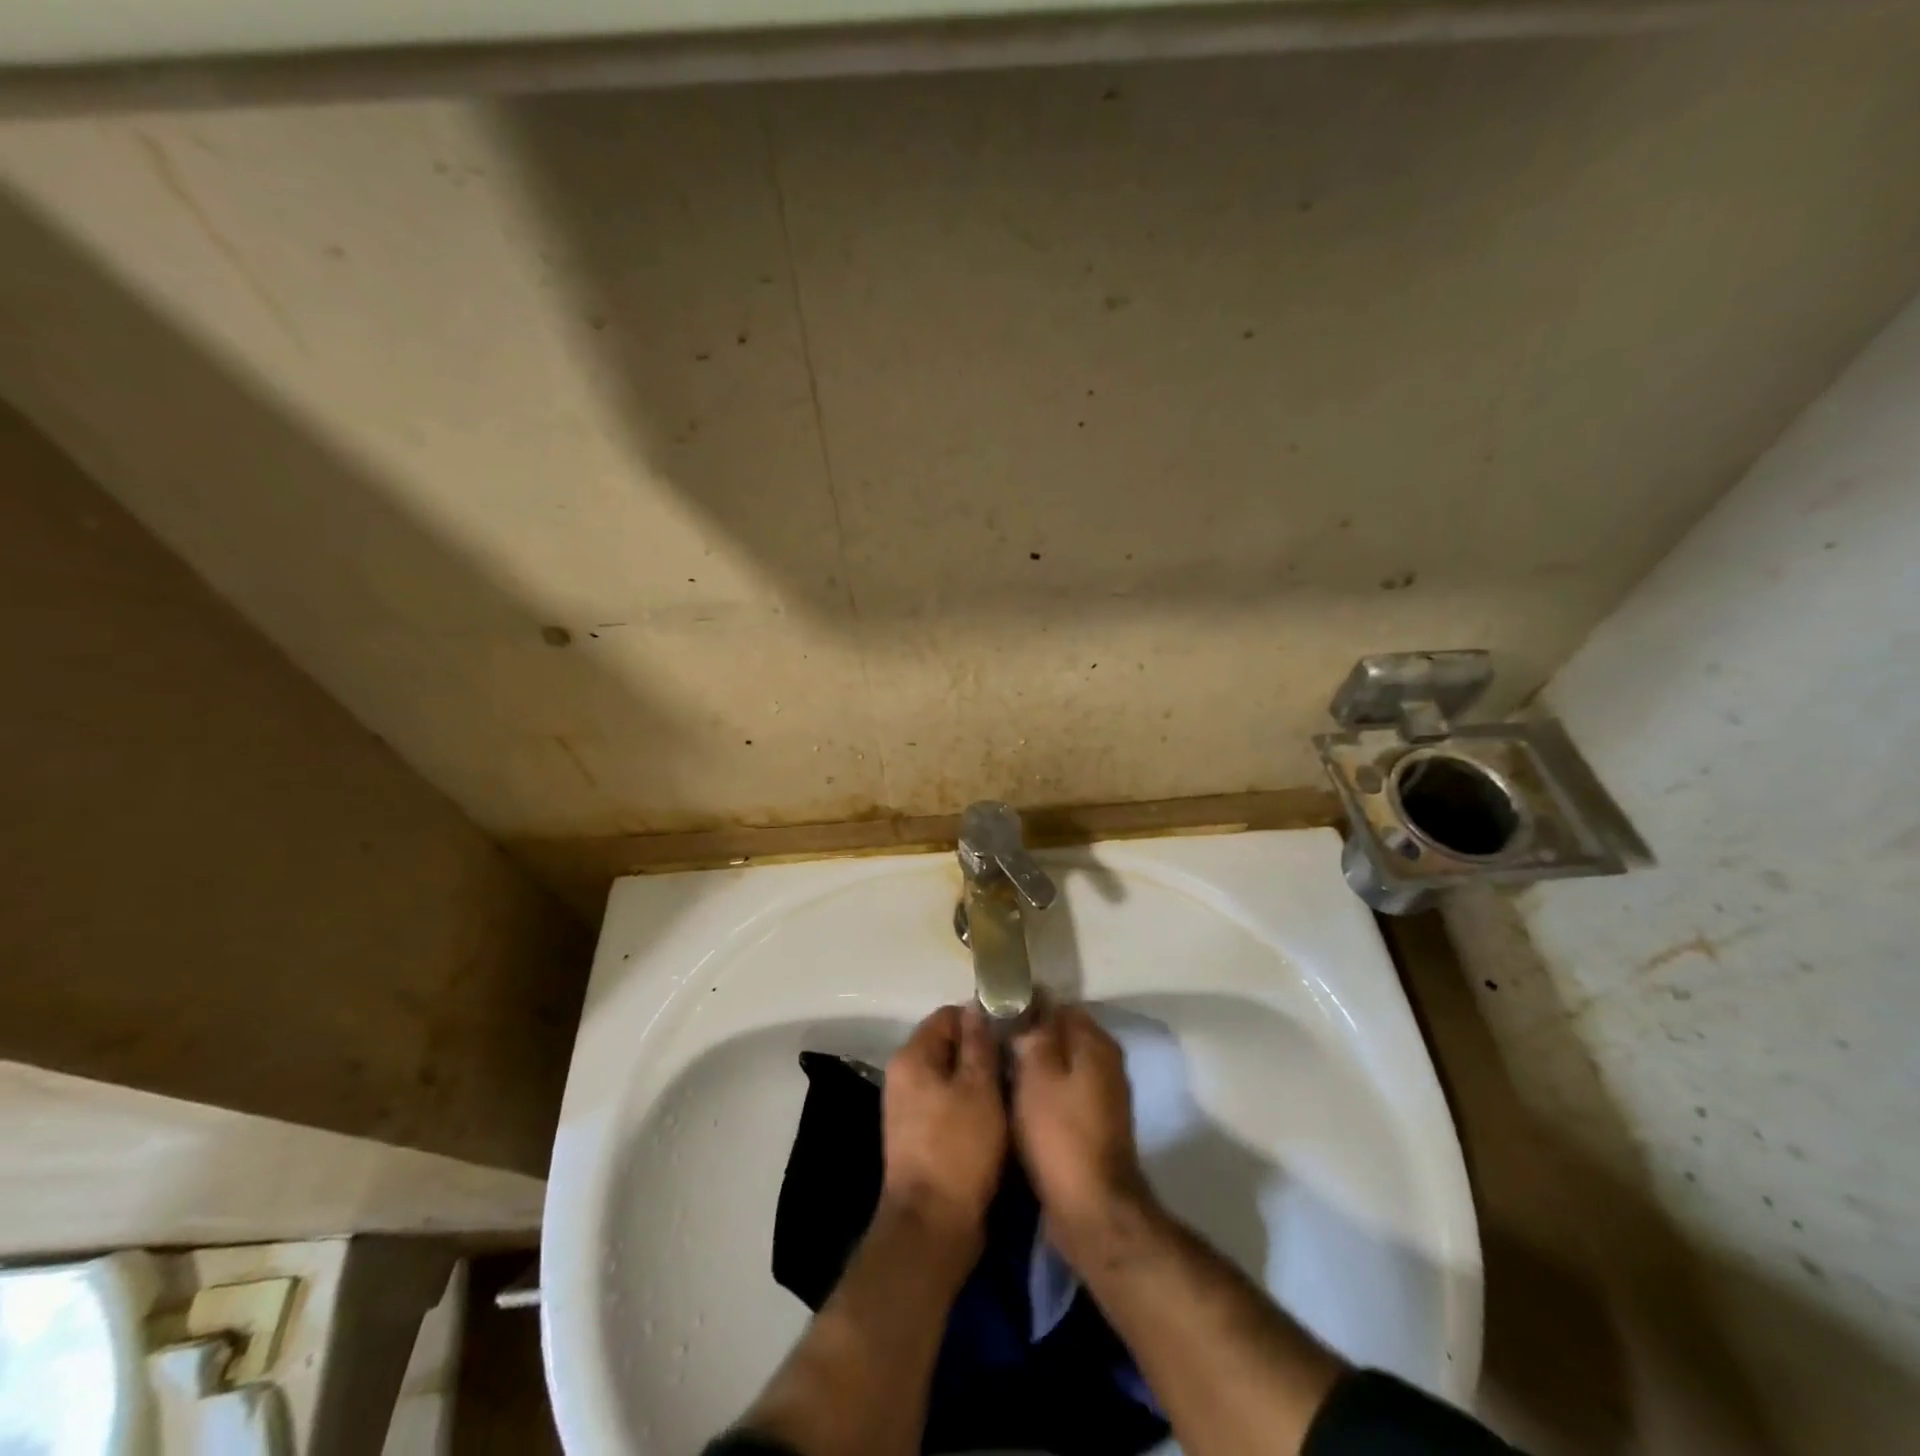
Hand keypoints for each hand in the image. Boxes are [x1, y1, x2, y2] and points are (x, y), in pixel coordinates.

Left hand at [881, 1004, 1006, 1243]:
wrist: (932, 1225)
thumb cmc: (959, 1149)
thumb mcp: (979, 1089)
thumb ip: (978, 1044)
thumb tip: (976, 1007)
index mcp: (912, 1056)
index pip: (948, 1015)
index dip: (981, 1019)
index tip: (1013, 1030)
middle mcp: (903, 1075)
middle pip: (948, 1044)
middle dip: (981, 1049)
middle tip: (1017, 1060)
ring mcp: (908, 1106)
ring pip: (950, 1075)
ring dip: (979, 1078)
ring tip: (1012, 1086)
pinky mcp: (918, 1134)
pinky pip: (947, 1101)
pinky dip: (970, 1102)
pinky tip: (996, 1113)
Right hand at [1011, 1004, 1152, 1255]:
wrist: (1090, 1208)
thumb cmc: (1059, 1133)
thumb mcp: (1037, 1073)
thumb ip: (1035, 1032)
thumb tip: (1032, 1001)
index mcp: (1095, 1043)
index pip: (1058, 1007)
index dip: (1026, 1009)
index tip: (996, 1020)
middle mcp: (1106, 1063)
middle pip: (1061, 1036)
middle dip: (1030, 1040)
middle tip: (993, 1050)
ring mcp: (1104, 1095)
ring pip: (1062, 1067)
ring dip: (1035, 1070)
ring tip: (1000, 1076)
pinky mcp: (1095, 1124)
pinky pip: (1064, 1094)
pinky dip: (1044, 1095)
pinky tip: (1019, 1105)